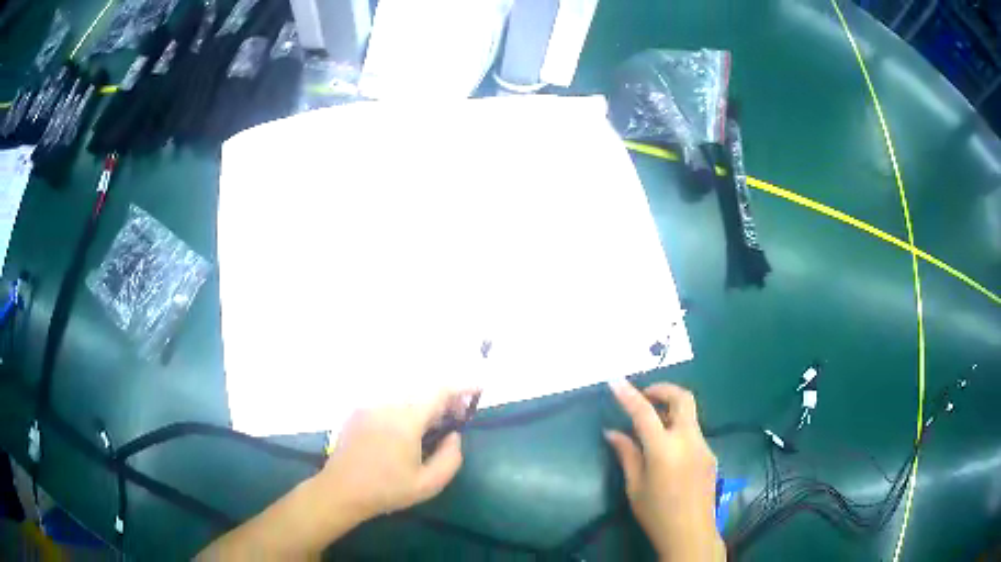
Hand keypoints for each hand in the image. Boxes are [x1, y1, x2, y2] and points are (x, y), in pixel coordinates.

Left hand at [313, 390, 473, 523]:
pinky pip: (389, 401)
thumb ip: (450, 459)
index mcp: (405, 421)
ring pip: (406, 394)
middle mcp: (387, 405)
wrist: (342, 490)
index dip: (462, 386)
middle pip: (423, 389)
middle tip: (458, 414)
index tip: (478, 388)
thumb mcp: (427, 484)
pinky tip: (408, 427)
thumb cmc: (386, 490)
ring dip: (425, 402)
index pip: (438, 391)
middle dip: (445, 397)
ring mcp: (370, 406)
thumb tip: (453, 436)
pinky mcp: (358, 411)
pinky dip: (406, 406)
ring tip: (435, 422)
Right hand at [605, 380, 724, 560]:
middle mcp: (689, 440)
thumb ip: (626, 454)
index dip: (628, 394)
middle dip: (663, 389)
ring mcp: (704, 446)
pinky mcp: (711, 454)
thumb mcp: (635, 487)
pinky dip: (679, 429)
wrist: (691, 533)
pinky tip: (667, 450)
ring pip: (690, 415)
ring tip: (652, 426)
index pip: (644, 412)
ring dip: (671, 410)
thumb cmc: (657, 513)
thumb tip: (612, 432)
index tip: (615, 380)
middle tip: (645, 395)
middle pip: (683, 398)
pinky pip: (693, 432)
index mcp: (664, 449)